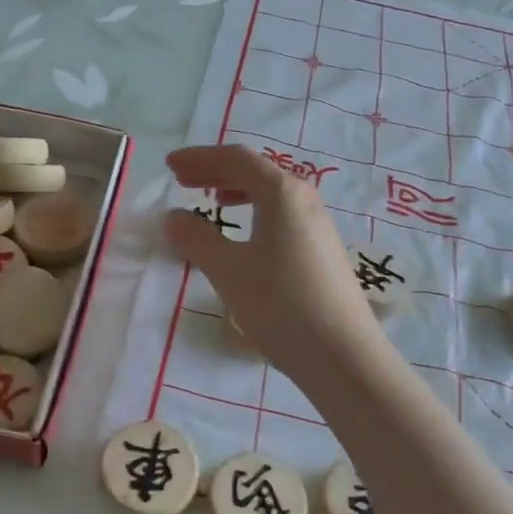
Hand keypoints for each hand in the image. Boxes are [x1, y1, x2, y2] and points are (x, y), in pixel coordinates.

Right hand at [163, 144, 385, 381]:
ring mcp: (319, 225)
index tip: (170, 165)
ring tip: (213, 201)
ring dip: (237, 191)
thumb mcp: (228, 271)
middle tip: (182, 180)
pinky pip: (282, 215)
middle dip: (216, 171)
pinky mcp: (324, 251)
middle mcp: (305, 199)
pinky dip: (255, 212)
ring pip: (271, 194)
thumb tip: (174, 217)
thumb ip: (196, 239)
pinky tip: (246, 237)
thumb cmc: (280, 304)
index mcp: (282, 193)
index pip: (236, 159)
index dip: (200, 157)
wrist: (343, 355)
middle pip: (256, 171)